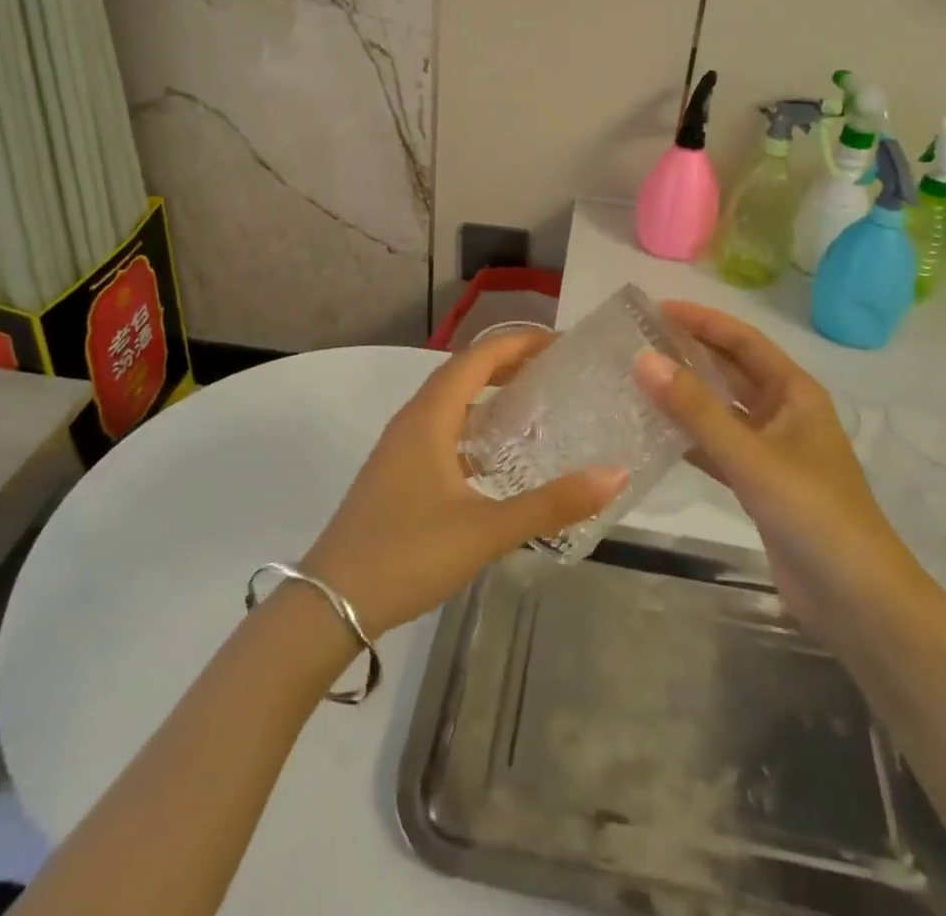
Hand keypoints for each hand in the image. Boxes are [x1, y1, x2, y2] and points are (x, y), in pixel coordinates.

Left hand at [302, 332, 628, 636]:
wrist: (331, 602)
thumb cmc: (408, 554)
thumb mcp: (486, 530)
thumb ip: (551, 504)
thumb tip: (614, 475)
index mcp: (430, 417)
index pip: (477, 358)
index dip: (517, 343)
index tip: (559, 343)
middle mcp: (412, 420)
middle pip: (462, 373)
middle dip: (506, 363)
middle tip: (554, 369)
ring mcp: (400, 447)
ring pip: (449, 403)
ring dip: (487, 394)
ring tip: (532, 403)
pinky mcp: (397, 472)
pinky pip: (441, 430)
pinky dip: (472, 426)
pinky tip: (495, 456)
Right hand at [635, 302, 917, 636]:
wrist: (857, 600)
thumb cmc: (813, 512)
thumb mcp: (752, 456)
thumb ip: (696, 409)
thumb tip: (643, 359)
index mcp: (795, 392)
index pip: (743, 341)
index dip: (702, 321)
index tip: (656, 310)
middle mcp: (784, 413)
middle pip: (731, 371)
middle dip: (690, 353)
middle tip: (638, 341)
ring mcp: (773, 450)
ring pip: (722, 410)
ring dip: (686, 395)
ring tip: (638, 380)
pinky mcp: (760, 485)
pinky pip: (718, 447)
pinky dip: (690, 438)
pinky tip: (655, 434)